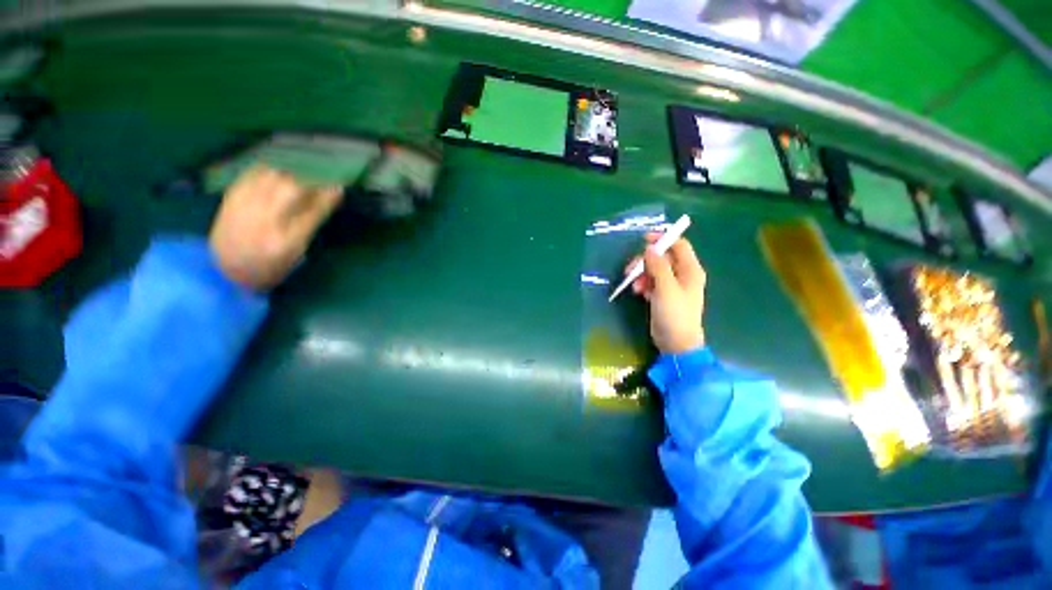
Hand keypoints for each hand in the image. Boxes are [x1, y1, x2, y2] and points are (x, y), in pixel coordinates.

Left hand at [209, 166, 342, 290]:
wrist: (223, 271)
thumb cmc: (269, 268)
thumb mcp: (296, 256)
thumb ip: (309, 228)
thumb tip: (324, 202)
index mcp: (287, 241)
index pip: (313, 212)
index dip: (328, 198)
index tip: (339, 189)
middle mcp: (266, 221)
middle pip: (292, 190)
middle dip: (309, 186)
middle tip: (315, 190)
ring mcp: (245, 207)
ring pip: (272, 178)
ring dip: (289, 178)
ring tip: (294, 185)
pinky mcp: (230, 199)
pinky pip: (252, 175)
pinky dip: (268, 174)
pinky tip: (274, 179)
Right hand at [626, 234, 706, 353]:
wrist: (676, 342)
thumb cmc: (675, 314)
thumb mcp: (665, 288)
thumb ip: (658, 266)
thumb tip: (650, 248)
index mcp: (690, 270)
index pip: (679, 245)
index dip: (663, 239)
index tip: (643, 241)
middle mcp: (683, 275)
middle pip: (663, 258)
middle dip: (645, 262)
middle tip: (631, 270)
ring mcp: (673, 286)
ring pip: (654, 270)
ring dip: (642, 275)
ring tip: (634, 287)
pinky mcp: (663, 295)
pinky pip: (652, 282)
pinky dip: (644, 284)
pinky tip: (639, 293)